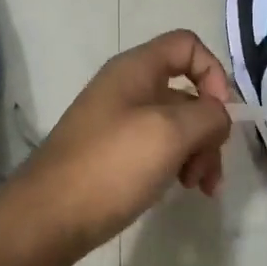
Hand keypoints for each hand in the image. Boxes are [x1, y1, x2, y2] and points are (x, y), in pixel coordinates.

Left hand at [2, 30, 233, 261]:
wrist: (47, 219)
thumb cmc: (111, 166)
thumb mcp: (170, 133)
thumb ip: (208, 116)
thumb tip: (218, 117)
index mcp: (136, 69)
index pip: (187, 45)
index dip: (212, 73)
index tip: (220, 113)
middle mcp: (127, 89)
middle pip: (186, 92)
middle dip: (209, 127)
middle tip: (210, 166)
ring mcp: (119, 124)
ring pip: (176, 126)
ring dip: (198, 152)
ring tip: (200, 188)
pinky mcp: (114, 156)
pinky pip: (158, 150)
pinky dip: (178, 165)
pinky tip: (182, 190)